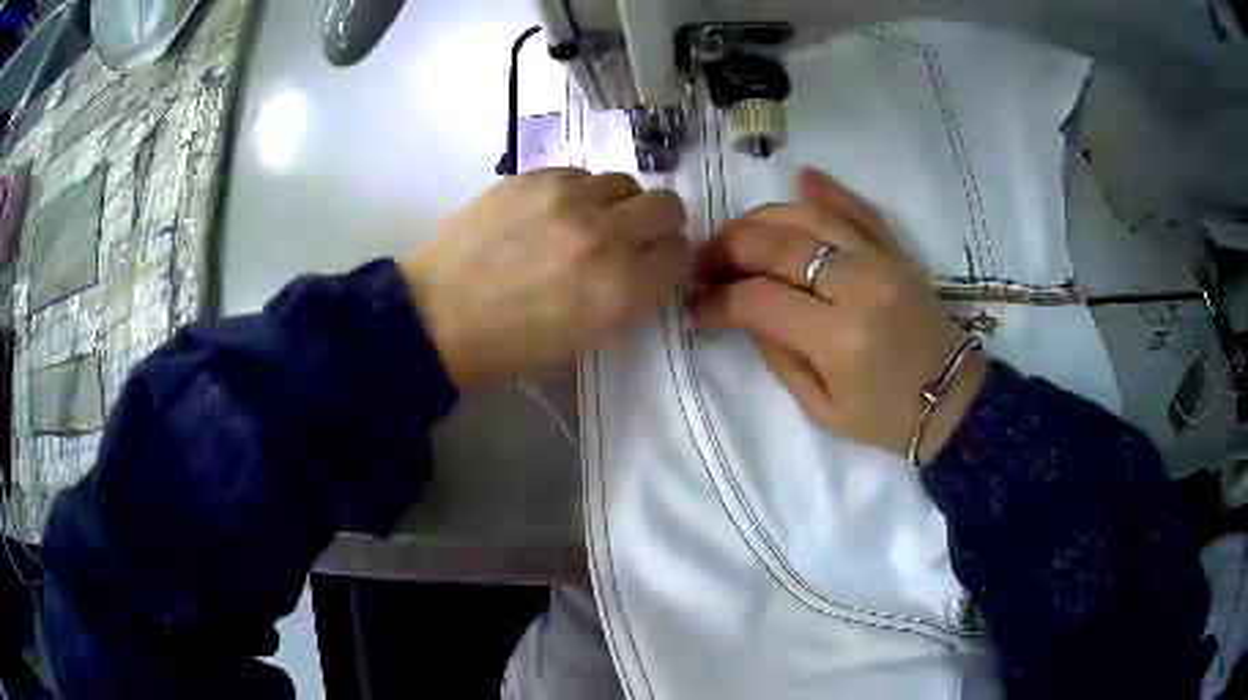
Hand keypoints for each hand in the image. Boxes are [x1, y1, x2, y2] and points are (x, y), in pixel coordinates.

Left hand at [401, 168, 689, 386]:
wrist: (439, 314)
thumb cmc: (513, 342)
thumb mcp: (589, 336)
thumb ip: (632, 296)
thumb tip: (651, 263)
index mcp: (621, 290)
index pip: (680, 253)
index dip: (670, 258)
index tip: (655, 261)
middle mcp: (605, 236)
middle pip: (667, 205)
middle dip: (659, 222)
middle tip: (632, 235)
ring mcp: (567, 199)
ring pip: (625, 181)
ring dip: (617, 203)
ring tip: (586, 221)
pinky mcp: (535, 177)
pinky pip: (581, 174)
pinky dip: (578, 192)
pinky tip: (551, 212)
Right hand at [693, 167, 985, 462]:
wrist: (952, 402)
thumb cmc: (885, 419)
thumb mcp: (821, 409)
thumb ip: (778, 356)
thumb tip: (744, 311)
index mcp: (839, 338)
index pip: (759, 299)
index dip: (718, 300)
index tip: (697, 307)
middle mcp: (859, 287)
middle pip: (778, 245)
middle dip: (729, 248)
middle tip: (704, 263)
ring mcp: (882, 262)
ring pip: (810, 217)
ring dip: (762, 218)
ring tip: (735, 234)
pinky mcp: (898, 253)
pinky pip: (860, 210)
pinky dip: (829, 190)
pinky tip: (800, 178)